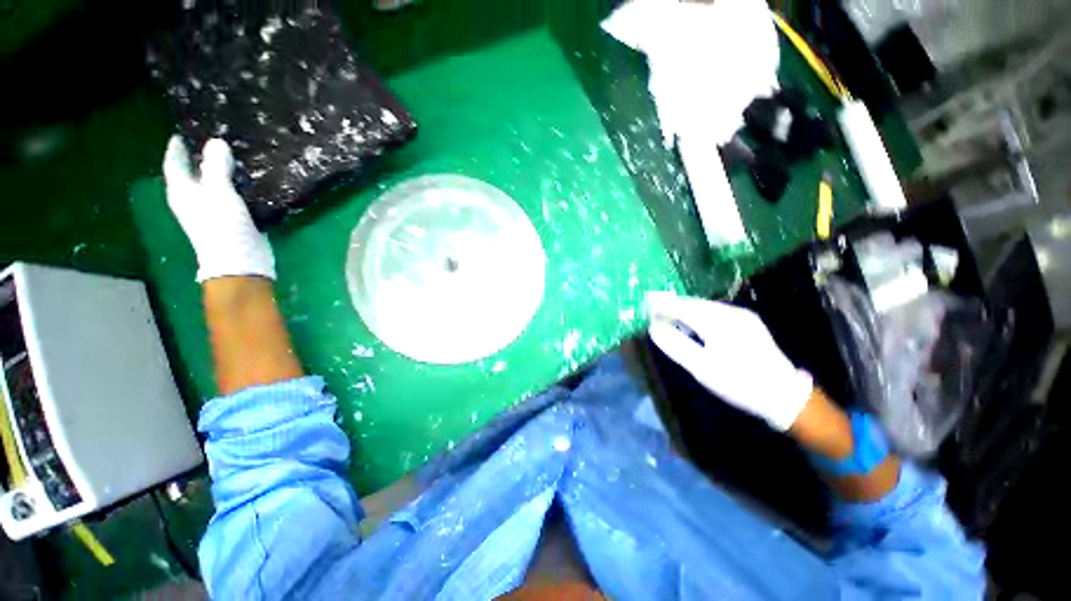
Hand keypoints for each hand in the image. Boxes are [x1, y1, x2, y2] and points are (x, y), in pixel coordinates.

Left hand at [162, 136, 274, 282]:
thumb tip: (216, 142)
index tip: (182, 134)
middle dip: (200, 158)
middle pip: (194, 173)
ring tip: (235, 157)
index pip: (174, 164)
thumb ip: (216, 167)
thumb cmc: (223, 226)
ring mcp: (214, 211)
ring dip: (222, 172)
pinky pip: (233, 196)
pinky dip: (238, 187)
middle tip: (213, 141)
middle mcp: (194, 200)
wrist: (242, 261)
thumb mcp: (219, 193)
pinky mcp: (234, 219)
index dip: (176, 148)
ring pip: (215, 185)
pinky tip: (250, 181)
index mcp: (182, 192)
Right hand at [647, 293, 812, 430]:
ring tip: (671, 320)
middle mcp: (730, 311)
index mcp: (717, 321)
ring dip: (685, 310)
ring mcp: (742, 315)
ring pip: (704, 306)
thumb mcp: (701, 367)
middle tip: (655, 314)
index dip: (661, 306)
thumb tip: (653, 327)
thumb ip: (674, 344)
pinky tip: (695, 325)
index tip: (645, 308)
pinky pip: (716, 311)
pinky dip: (699, 315)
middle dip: (672, 306)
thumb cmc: (738, 382)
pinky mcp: (749, 321)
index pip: (681, 306)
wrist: (784, 395)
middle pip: (692, 303)